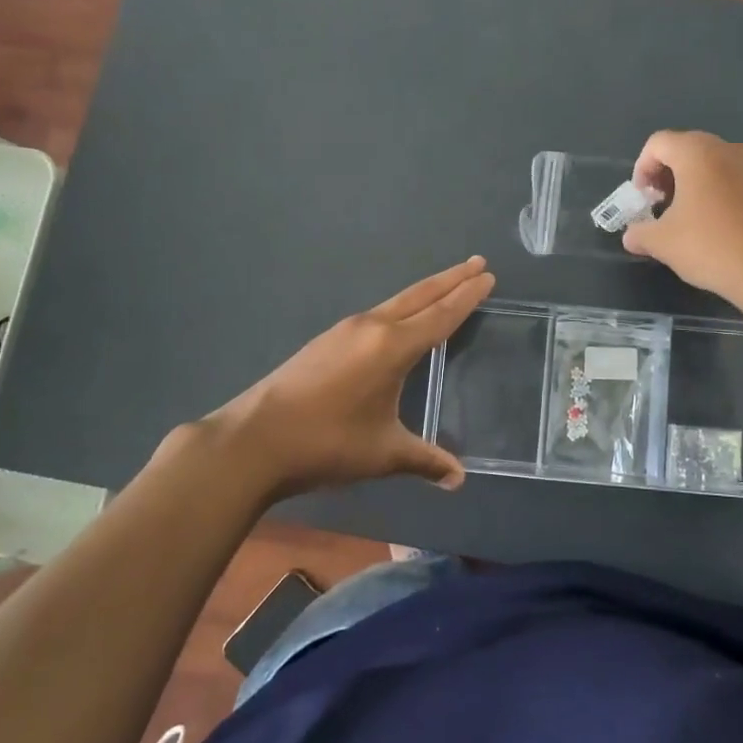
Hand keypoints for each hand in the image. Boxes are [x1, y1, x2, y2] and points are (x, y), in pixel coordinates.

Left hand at [197, 257, 494, 499]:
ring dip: (426, 291)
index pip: (441, 316)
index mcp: (392, 347)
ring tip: (447, 284)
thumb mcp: (383, 453)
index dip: (467, 297)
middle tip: (477, 262)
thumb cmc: (327, 443)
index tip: (487, 276)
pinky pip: (378, 313)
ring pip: (397, 302)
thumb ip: (425, 460)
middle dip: (451, 279)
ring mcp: (345, 330)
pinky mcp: (327, 340)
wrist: (255, 439)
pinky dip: (402, 307)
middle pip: (420, 296)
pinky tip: (400, 320)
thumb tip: (459, 479)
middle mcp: (372, 328)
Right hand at [621, 131, 742, 309]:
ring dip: (691, 183)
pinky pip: (731, 179)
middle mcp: (726, 149)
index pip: (658, 143)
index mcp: (697, 152)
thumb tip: (631, 236)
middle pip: (685, 148)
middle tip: (659, 205)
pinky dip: (715, 192)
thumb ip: (640, 233)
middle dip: (666, 174)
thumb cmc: (709, 245)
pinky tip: (712, 225)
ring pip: (710, 163)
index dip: (641, 168)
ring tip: (684, 216)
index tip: (642, 199)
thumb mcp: (662, 242)